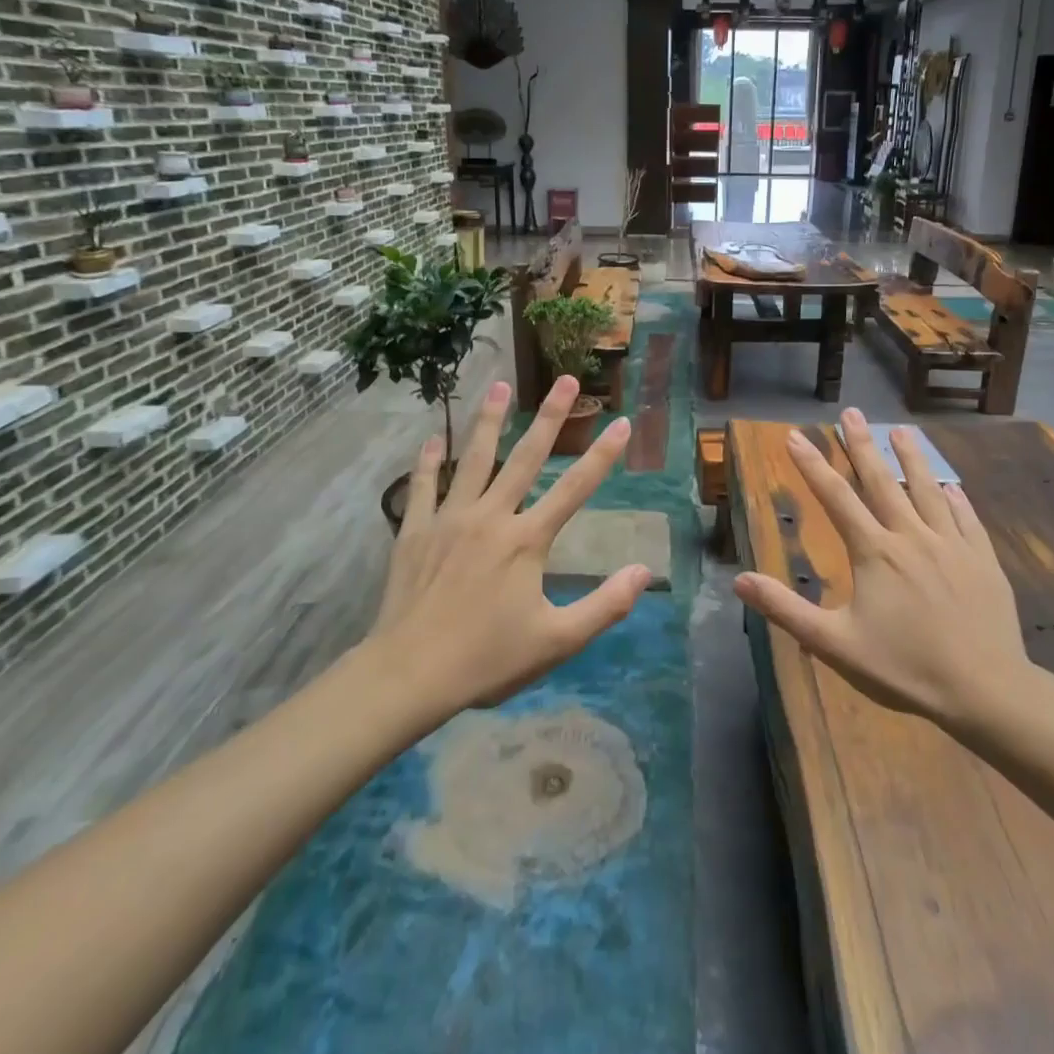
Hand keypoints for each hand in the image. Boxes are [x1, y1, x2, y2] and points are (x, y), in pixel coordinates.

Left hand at [372, 376, 650, 718]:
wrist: (409, 674)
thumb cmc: (487, 659)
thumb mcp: (557, 641)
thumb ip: (605, 606)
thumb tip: (644, 572)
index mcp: (527, 540)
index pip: (576, 488)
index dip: (603, 454)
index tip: (622, 421)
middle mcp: (492, 517)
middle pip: (527, 457)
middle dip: (550, 415)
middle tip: (565, 378)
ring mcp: (450, 519)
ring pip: (474, 459)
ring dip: (489, 420)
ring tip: (499, 385)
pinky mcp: (416, 530)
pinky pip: (424, 486)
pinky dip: (428, 461)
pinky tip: (433, 438)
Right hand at [734, 409, 1033, 725]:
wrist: (986, 691)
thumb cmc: (905, 669)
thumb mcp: (835, 645)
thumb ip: (786, 610)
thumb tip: (739, 580)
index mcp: (875, 552)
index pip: (836, 497)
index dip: (812, 464)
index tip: (795, 435)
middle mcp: (912, 536)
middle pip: (881, 481)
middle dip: (861, 444)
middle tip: (851, 412)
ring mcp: (952, 545)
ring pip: (927, 490)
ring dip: (911, 458)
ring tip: (901, 431)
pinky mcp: (983, 560)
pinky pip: (966, 518)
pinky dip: (955, 498)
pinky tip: (951, 486)